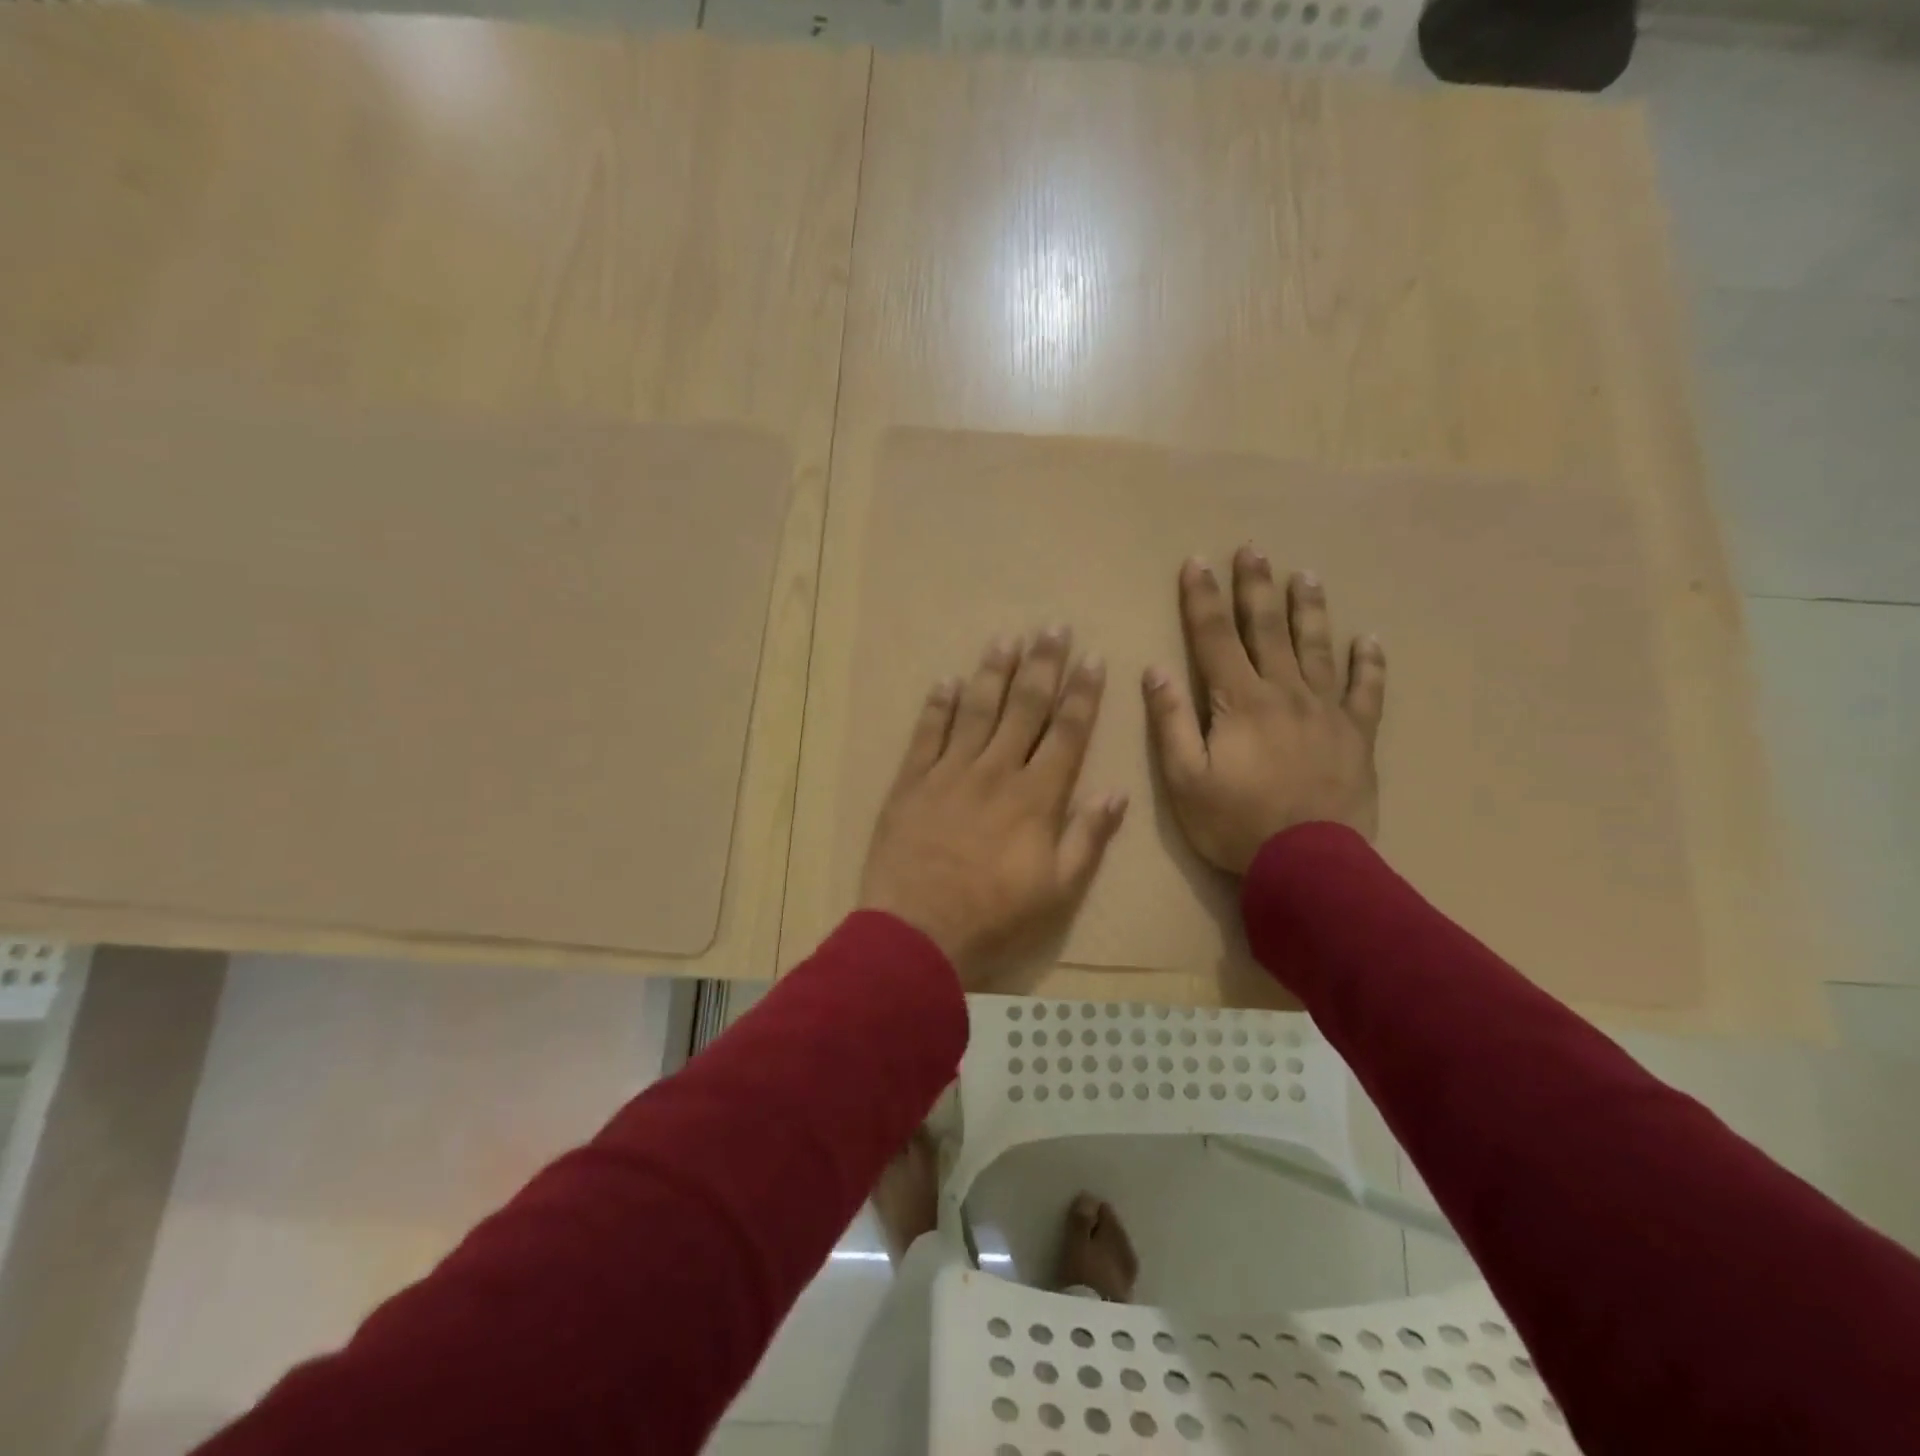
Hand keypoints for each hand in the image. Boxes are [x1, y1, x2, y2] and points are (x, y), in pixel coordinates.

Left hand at [859, 628, 1127, 989]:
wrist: (916, 934)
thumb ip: (1088, 838)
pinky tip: (946, 680)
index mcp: (1036, 798)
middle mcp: (995, 772)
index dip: (1082, 693)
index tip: (1093, 659)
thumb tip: (1116, 792)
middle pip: (1023, 708)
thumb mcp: (1058, 892)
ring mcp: (948, 773)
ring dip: (993, 672)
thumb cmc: (994, 919)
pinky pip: (926, 734)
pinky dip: (937, 705)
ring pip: (976, 710)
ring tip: (1007, 639)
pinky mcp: (910, 782)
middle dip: (1042, 665)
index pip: (1066, 732)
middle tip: (1053, 627)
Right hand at [1143, 547, 1385, 873]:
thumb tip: (1155, 671)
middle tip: (1253, 549)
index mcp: (1240, 701)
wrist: (1310, 865)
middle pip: (1267, 629)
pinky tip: (1369, 639)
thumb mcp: (1185, 780)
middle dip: (1255, 587)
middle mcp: (1285, 692)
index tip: (1196, 562)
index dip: (1203, 599)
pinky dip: (1368, 662)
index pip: (1214, 638)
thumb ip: (1171, 722)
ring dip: (1309, 609)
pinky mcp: (1357, 734)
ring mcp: (1327, 710)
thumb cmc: (1236, 824)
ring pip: (1317, 647)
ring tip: (1305, 575)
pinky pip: (1366, 690)